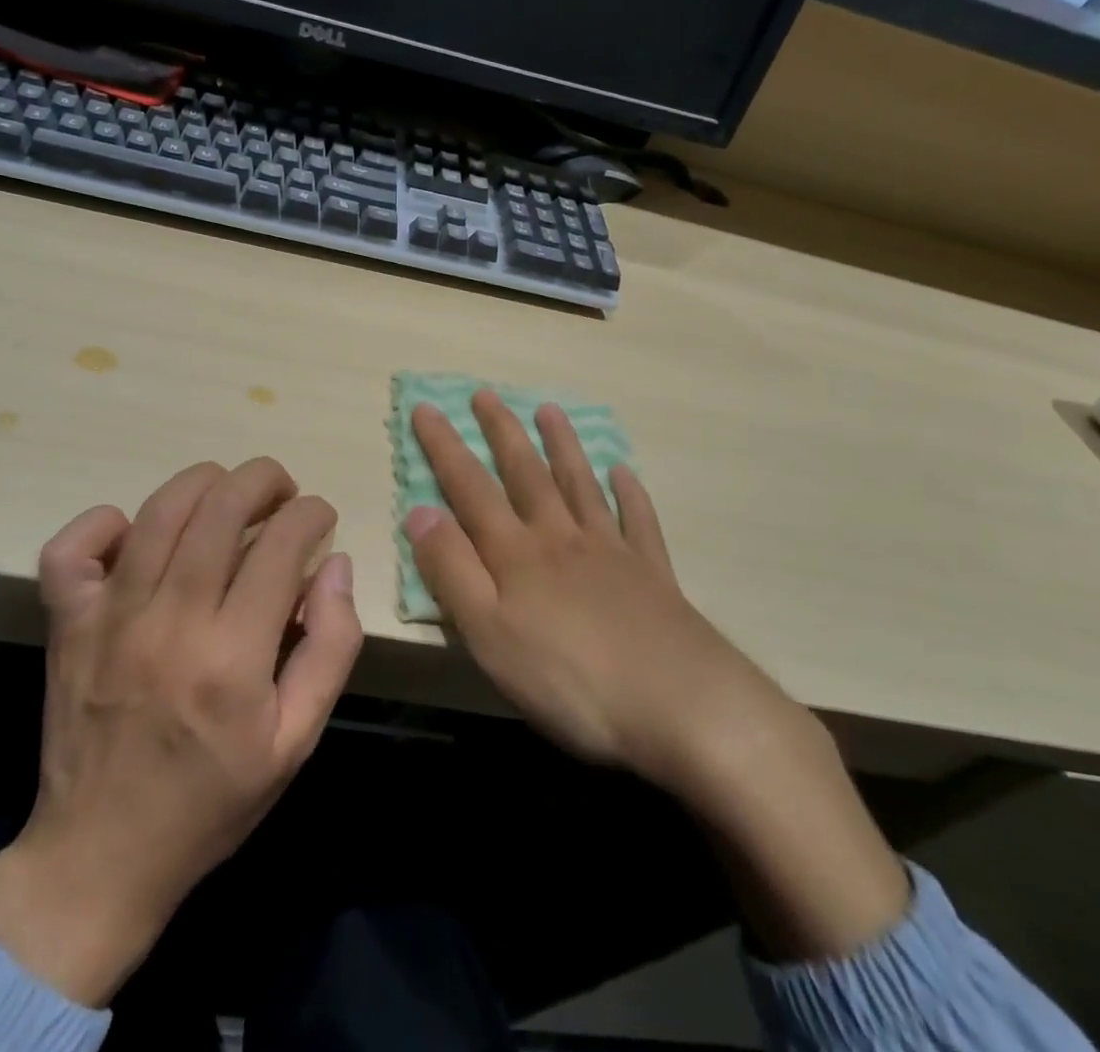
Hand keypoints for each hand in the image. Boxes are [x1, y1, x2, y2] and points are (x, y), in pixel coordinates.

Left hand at [0, 459, 361, 1004]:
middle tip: (282, 490)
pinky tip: (133, 531)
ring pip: (159, 511)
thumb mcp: (296, 741)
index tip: (320, 516)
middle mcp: (170, 622)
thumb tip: (334, 565)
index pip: (281, 545)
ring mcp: (109, 618)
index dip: (310, 513)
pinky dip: (103, 522)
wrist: (100, 858)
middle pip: (221, 508)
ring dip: (204, 482)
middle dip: (264, 479)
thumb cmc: (210, 800)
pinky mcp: (66, 624)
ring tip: (228, 491)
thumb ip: (330, 647)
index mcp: (232, 657)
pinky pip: (71, 549)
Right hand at [404, 392, 793, 794]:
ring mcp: (611, 552)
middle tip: (486, 394)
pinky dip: (630, 494)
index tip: (426, 407)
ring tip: (550, 410)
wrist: (682, 706)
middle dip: (502, 432)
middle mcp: (561, 538)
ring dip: (562, 446)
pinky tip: (625, 473)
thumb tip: (418, 511)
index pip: (470, 487)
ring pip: (580, 485)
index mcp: (517, 553)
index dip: (444, 447)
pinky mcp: (652, 575)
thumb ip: (451, 570)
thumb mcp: (489, 633)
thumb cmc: (570, 679)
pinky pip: (638, 522)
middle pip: (526, 474)